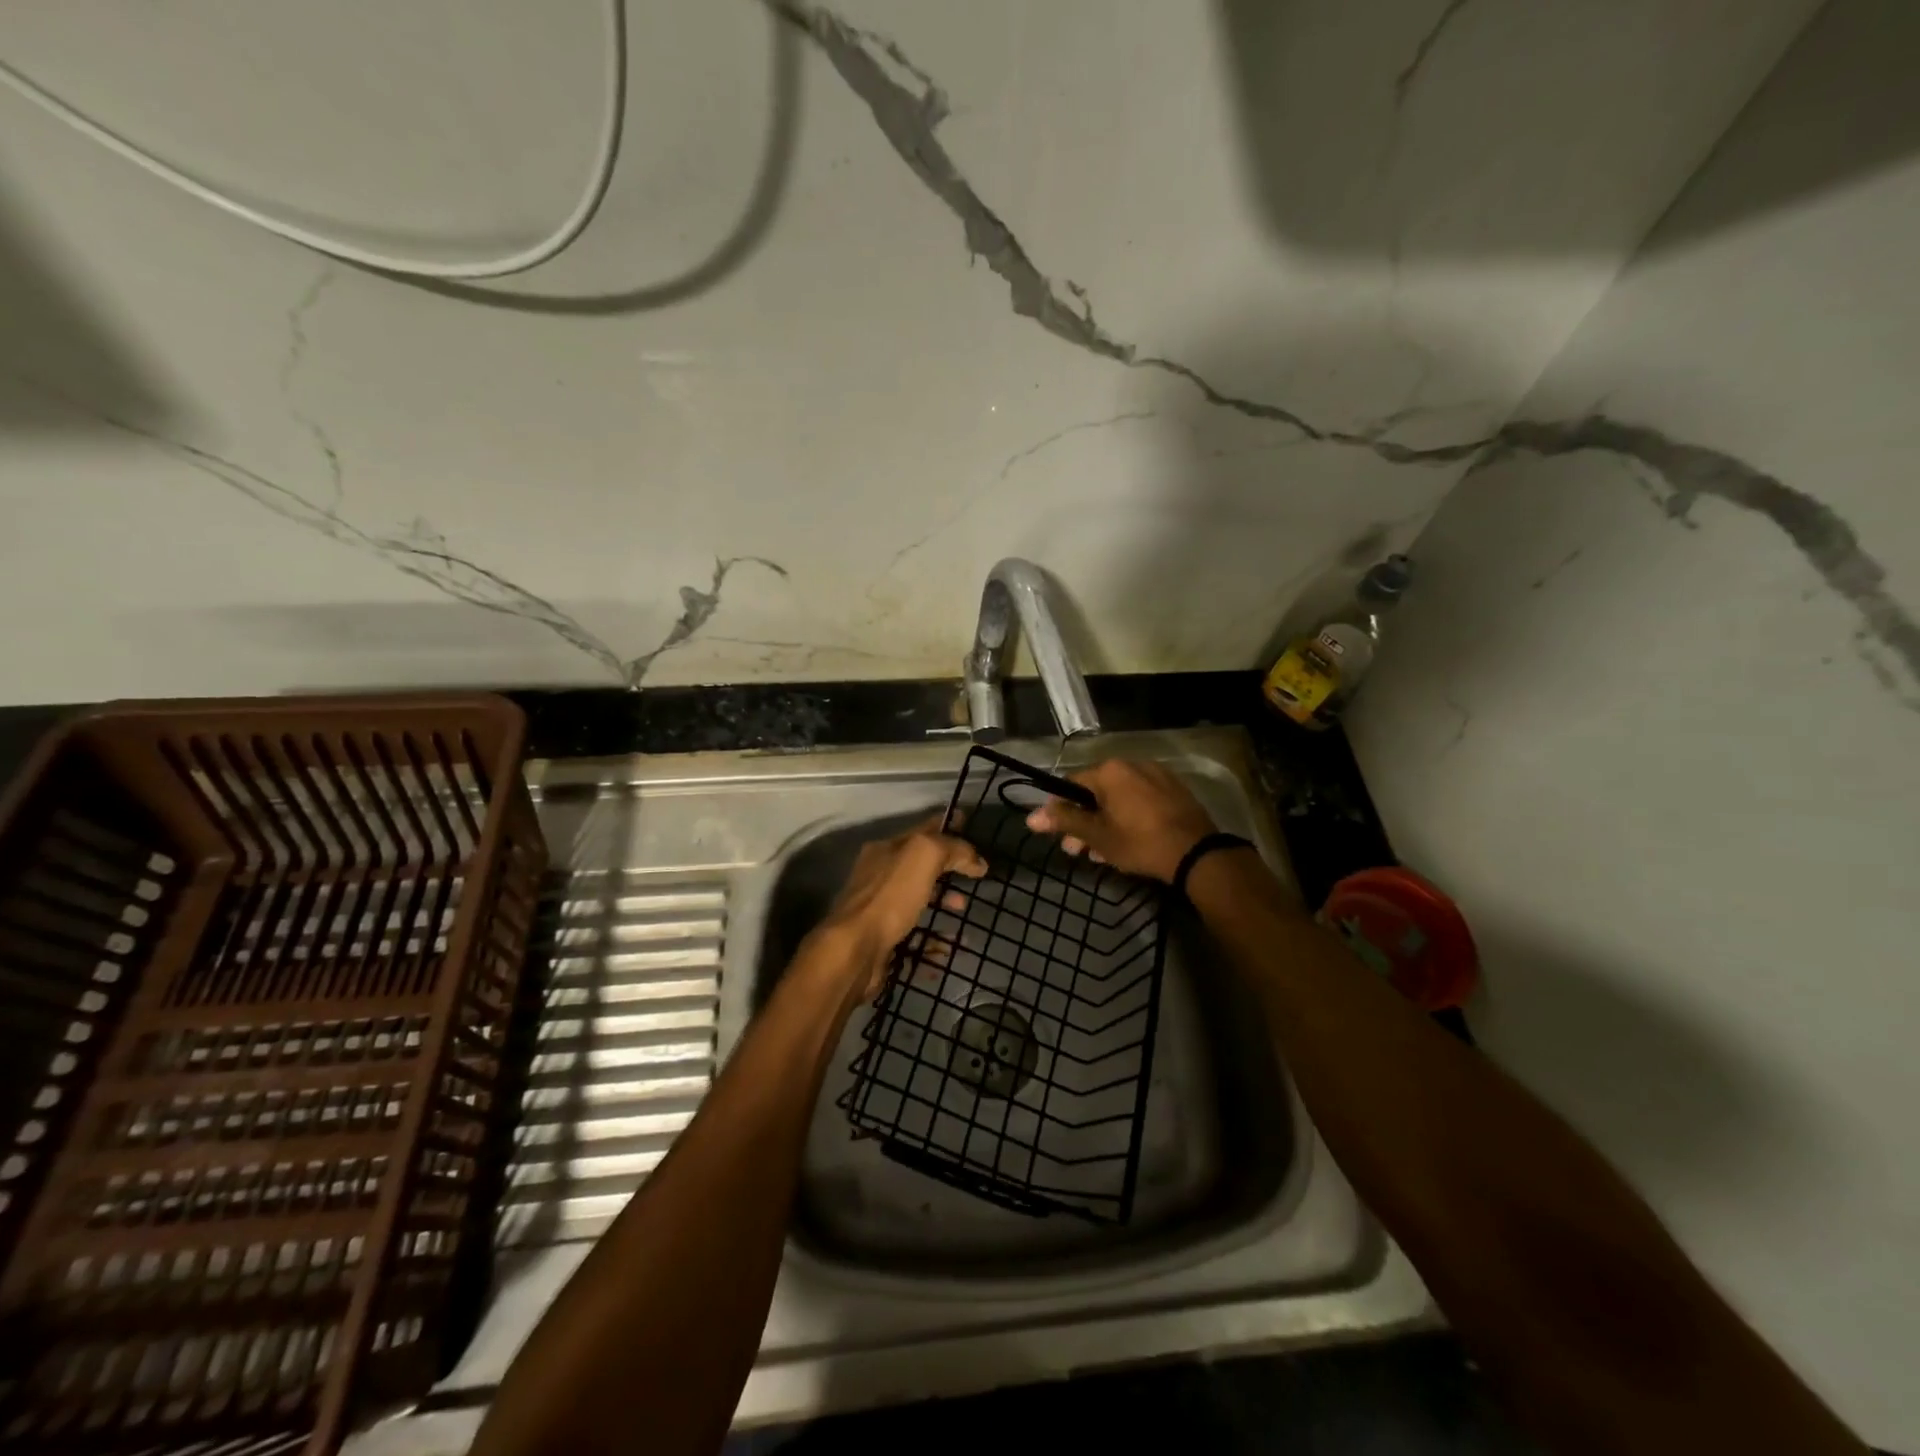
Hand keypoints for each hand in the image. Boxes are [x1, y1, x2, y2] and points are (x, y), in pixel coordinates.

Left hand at [815, 816, 986, 999]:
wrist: (855, 950)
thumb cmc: (890, 897)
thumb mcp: (924, 856)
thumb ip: (952, 849)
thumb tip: (977, 861)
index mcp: (885, 850)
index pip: (922, 830)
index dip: (947, 826)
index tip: (971, 826)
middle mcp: (879, 876)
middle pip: (920, 866)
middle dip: (948, 867)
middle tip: (975, 875)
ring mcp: (880, 910)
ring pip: (918, 899)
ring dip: (943, 901)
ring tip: (964, 909)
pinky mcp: (883, 941)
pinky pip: (916, 936)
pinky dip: (935, 940)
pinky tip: (952, 947)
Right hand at [1024, 759, 1217, 882]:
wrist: (1196, 854)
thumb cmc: (1139, 842)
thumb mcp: (1097, 835)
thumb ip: (1064, 821)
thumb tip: (1031, 816)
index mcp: (1110, 770)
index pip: (1071, 784)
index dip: (1061, 809)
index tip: (1060, 834)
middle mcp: (1132, 764)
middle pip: (1096, 792)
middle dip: (1084, 822)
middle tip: (1079, 851)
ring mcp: (1157, 776)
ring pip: (1119, 799)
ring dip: (1105, 823)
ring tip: (1102, 854)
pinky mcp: (1175, 791)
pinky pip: (1141, 800)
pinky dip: (1129, 817)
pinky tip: (1128, 843)